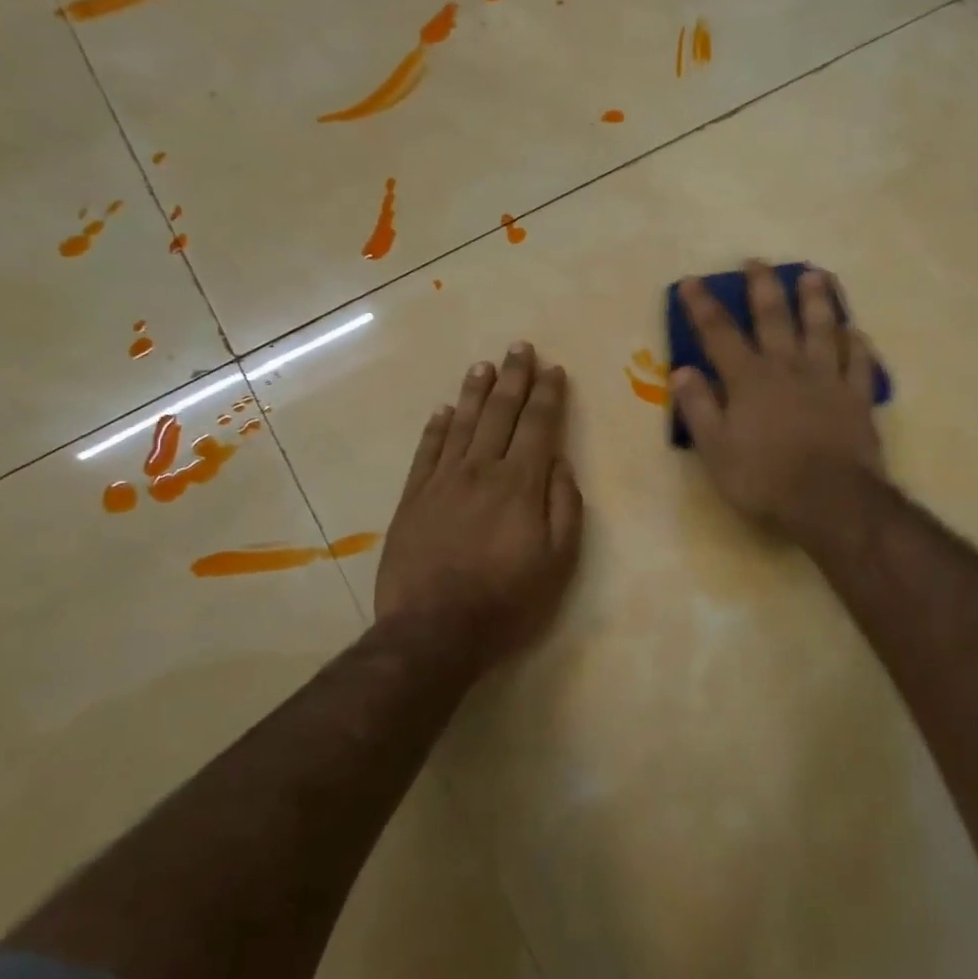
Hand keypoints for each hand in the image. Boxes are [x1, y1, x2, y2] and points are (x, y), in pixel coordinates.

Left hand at [375, 343, 583, 669]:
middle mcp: (481, 470)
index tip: (553, 369)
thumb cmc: (507, 600)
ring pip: (463, 424)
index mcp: (521, 484)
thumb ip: (564, 506)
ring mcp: (442, 482)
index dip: (548, 395)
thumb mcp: (559, 562)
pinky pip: (427, 452)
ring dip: (476, 392)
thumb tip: (560, 463)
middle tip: (520, 347)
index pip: (538, 426)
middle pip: (501, 413)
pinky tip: (443, 410)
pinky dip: (436, 428)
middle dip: (514, 378)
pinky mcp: (413, 499)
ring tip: (484, 366)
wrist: (433, 630)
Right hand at [672, 263, 883, 546]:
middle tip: (757, 261)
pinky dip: (858, 345)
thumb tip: (682, 371)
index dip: (702, 306)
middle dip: (763, 287)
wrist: (830, 501)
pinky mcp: (857, 398)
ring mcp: (827, 379)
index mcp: (749, 379)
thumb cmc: (764, 479)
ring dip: (817, 300)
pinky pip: (860, 363)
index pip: (719, 333)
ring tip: (815, 275)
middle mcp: (788, 368)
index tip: (691, 281)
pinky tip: (857, 332)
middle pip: (774, 318)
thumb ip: (698, 408)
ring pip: (823, 329)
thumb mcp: (716, 450)